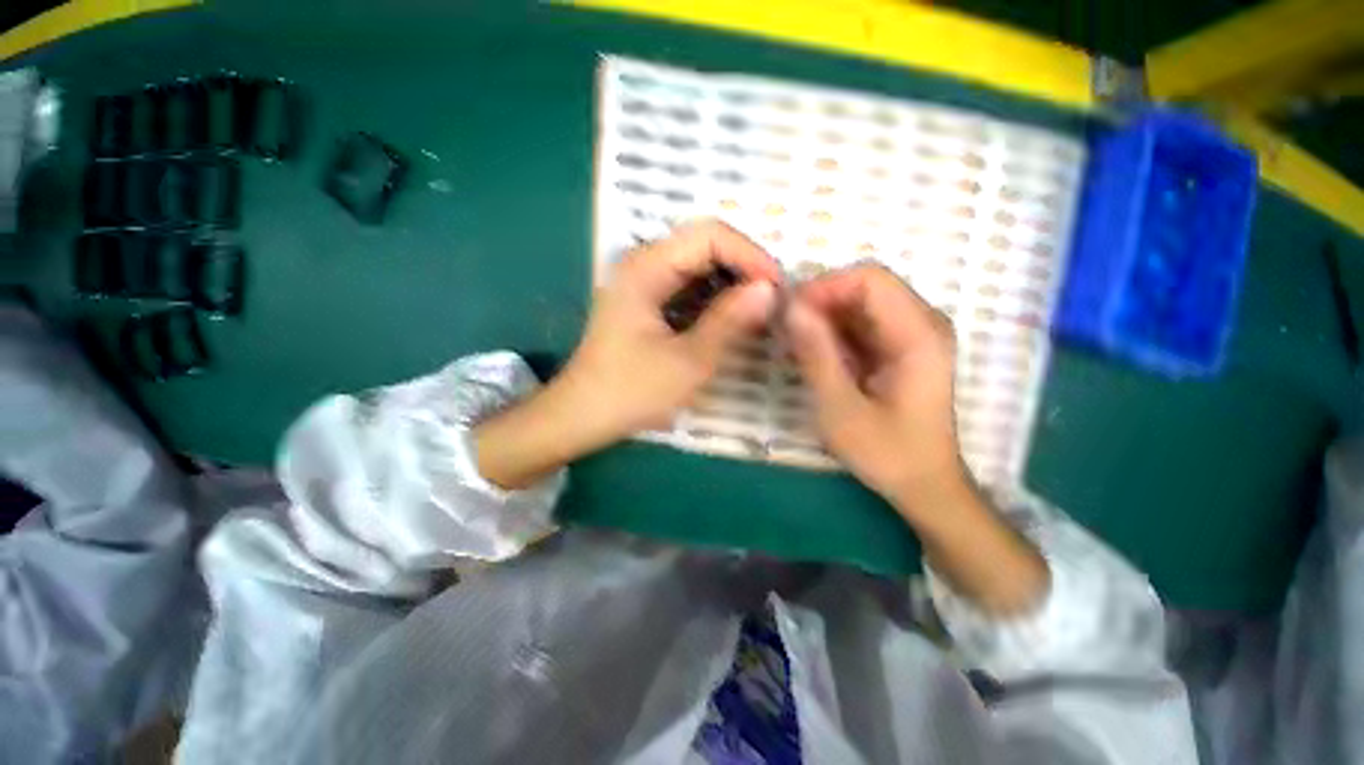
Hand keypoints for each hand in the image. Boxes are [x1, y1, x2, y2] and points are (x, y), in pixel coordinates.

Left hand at [476, 220, 780, 489]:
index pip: (709, 235)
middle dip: (743, 269)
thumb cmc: (632, 391)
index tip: (777, 288)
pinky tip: (729, 321)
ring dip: (730, 285)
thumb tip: (769, 289)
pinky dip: (713, 299)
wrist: (584, 415)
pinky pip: (687, 287)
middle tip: (771, 303)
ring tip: (757, 313)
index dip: (750, 255)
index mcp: (646, 268)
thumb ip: (729, 320)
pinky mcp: (645, 302)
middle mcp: (642, 264)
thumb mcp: (689, 360)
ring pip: (698, 267)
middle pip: (704, 246)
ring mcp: (642, 282)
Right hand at [784, 264, 963, 509]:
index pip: (870, 279)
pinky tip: (812, 355)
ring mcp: (914, 334)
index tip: (789, 313)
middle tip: (785, 331)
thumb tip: (789, 307)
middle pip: (864, 287)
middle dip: (819, 303)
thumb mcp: (840, 408)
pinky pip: (862, 324)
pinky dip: (833, 333)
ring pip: (860, 304)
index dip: (824, 286)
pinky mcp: (902, 347)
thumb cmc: (886, 453)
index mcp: (919, 335)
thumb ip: (815, 354)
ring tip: (793, 346)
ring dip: (823, 318)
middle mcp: (923, 323)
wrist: (924, 485)